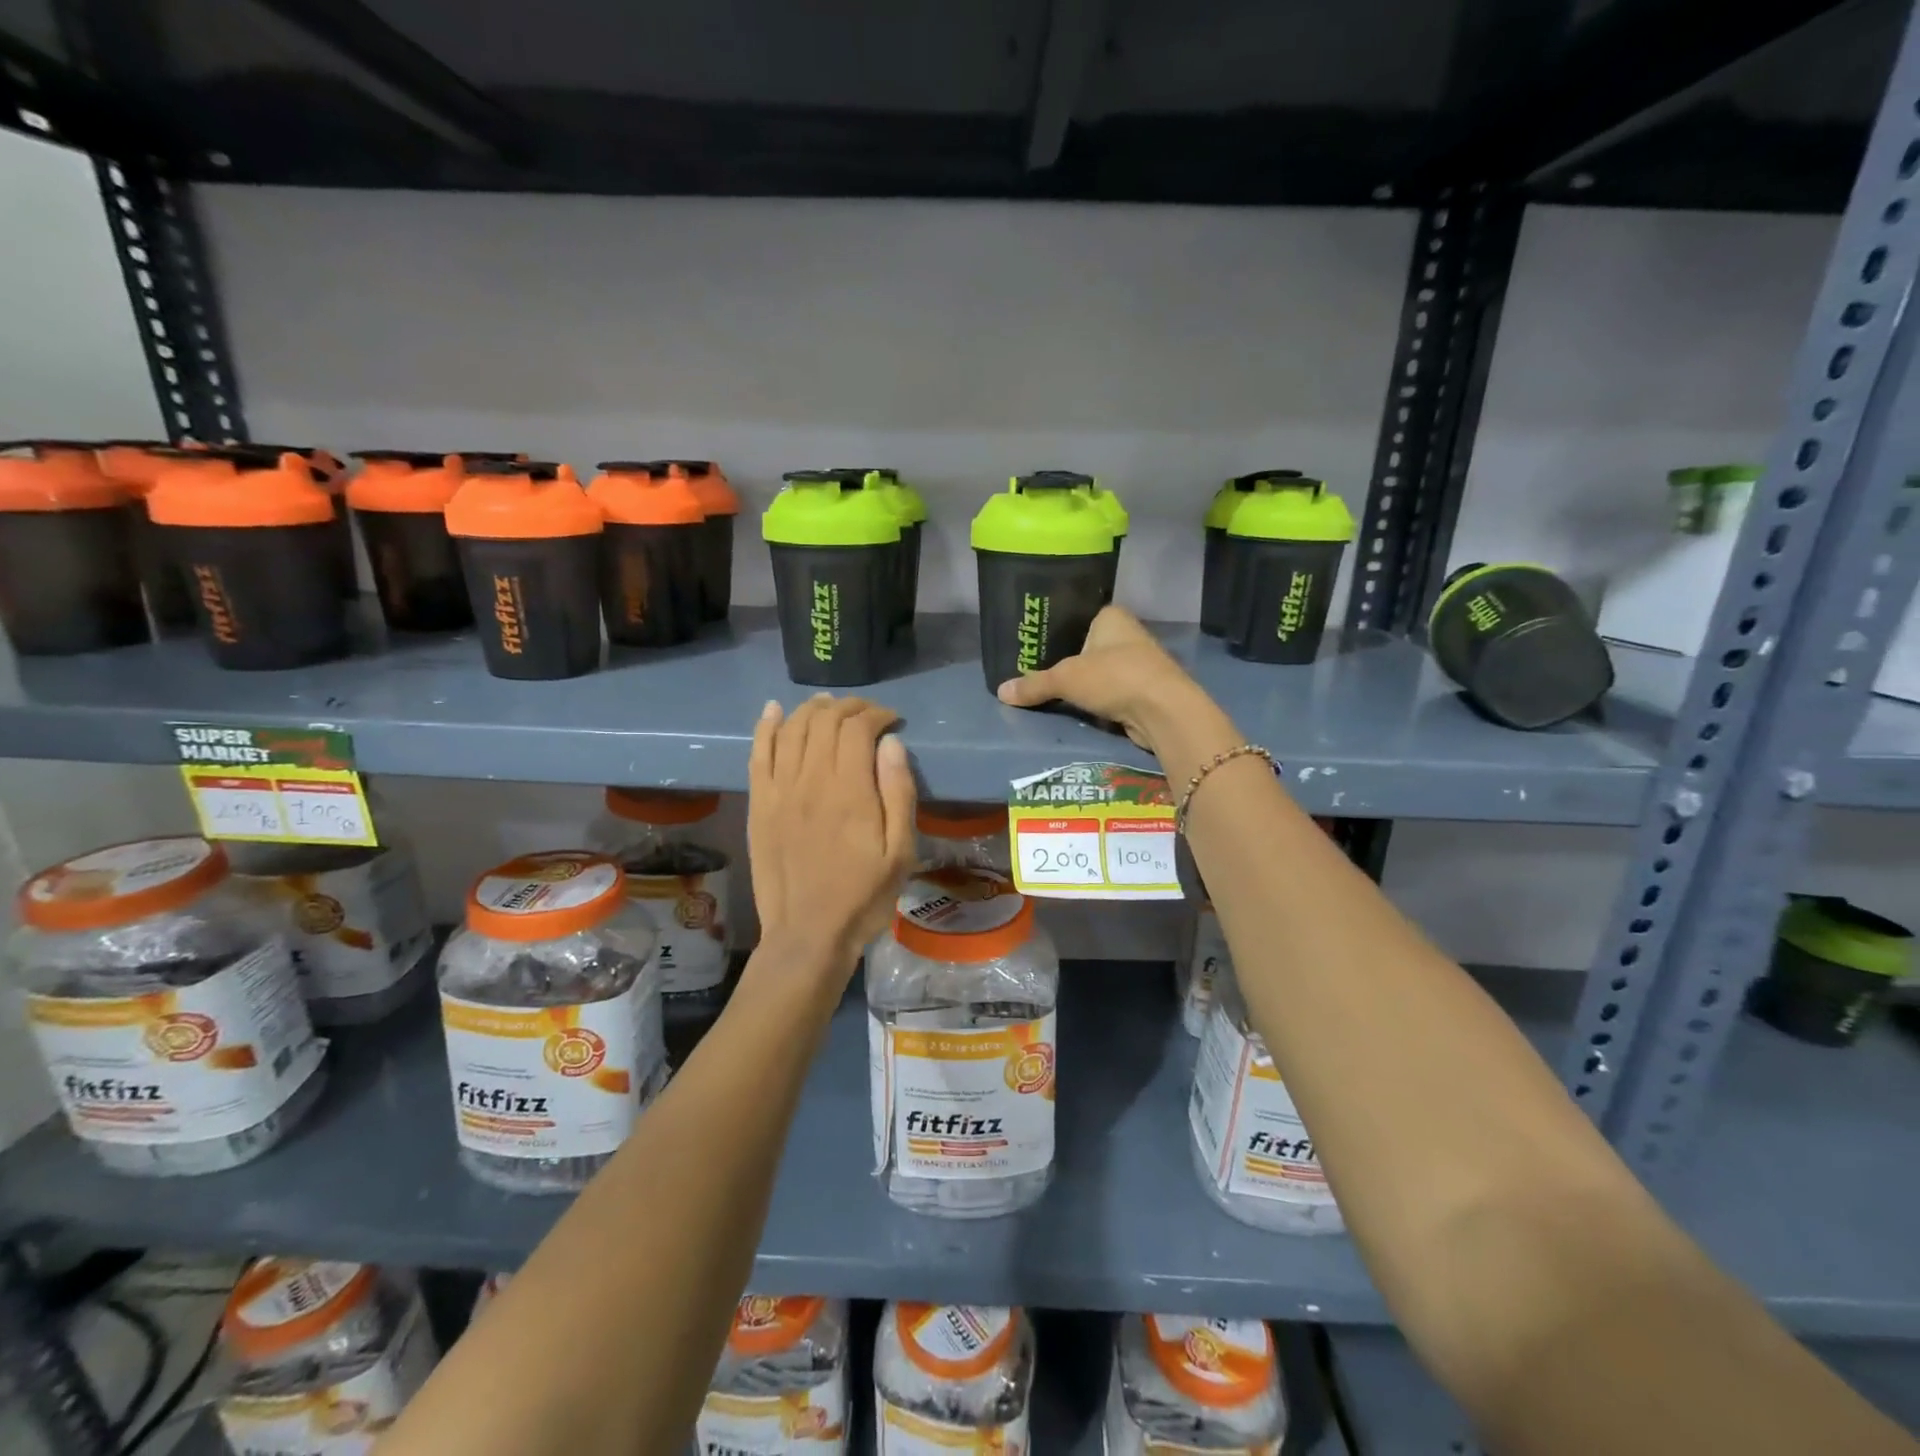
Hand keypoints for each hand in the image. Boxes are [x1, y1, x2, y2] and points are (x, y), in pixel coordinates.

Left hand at [748, 695, 917, 972]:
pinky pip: (758, 753)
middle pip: (824, 720)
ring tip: (830, 707)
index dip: (876, 714)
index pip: (858, 728)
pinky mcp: (758, 804)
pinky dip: (766, 726)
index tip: (892, 720)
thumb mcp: (901, 852)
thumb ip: (899, 793)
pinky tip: (774, 710)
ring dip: (812, 709)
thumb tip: (891, 743)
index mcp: (850, 791)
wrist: (807, 935)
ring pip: (791, 729)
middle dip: (849, 707)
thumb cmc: (863, 897)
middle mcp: (811, 780)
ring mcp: (779, 790)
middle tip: (867, 713)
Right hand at [995, 606, 1215, 754]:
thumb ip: (1034, 684)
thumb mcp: (1065, 679)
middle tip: (1033, 672)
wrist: (1163, 711)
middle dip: (1066, 661)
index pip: (1077, 617)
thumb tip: (1000, 692)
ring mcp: (1139, 663)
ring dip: (1082, 684)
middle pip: (1087, 646)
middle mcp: (1127, 634)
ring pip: (1099, 671)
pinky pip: (1110, 693)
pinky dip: (1096, 700)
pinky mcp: (1143, 691)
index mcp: (1111, 617)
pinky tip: (1077, 708)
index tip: (1033, 645)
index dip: (1056, 630)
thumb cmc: (1114, 677)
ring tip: (1049, 692)